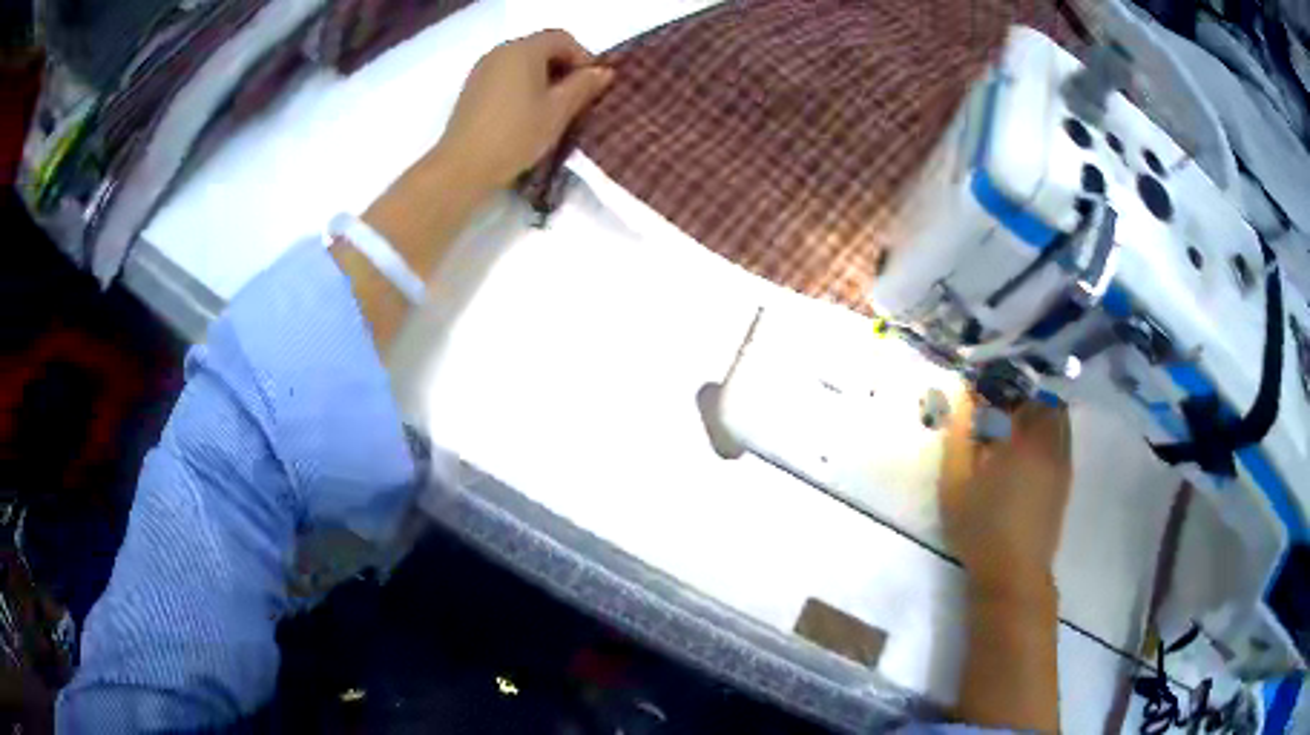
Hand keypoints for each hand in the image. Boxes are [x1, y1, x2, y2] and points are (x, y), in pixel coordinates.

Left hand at [435, 29, 613, 194]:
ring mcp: (482, 70)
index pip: (562, 39)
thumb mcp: (558, 111)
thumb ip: (583, 85)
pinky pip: (505, 77)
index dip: (583, 58)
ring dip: (543, 79)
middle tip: (575, 99)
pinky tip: (527, 115)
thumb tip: (603, 71)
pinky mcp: (471, 90)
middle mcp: (500, 51)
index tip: (591, 86)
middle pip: (541, 48)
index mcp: (523, 49)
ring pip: (522, 63)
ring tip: (552, 110)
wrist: (462, 167)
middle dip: (563, 68)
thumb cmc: (516, 135)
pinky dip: (522, 87)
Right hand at [939, 397, 1072, 599]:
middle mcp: (1050, 443)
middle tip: (998, 407)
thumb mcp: (956, 486)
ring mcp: (1062, 460)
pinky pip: (1062, 437)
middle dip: (1022, 394)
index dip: (997, 384)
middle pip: (1044, 398)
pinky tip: (1027, 452)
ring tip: (1014, 427)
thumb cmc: (981, 529)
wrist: (1014, 573)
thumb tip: (962, 404)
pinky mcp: (1066, 478)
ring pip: (1058, 417)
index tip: (980, 391)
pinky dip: (1048, 430)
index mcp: (1023, 440)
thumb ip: (958, 440)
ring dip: (1038, 411)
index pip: (1016, 392)